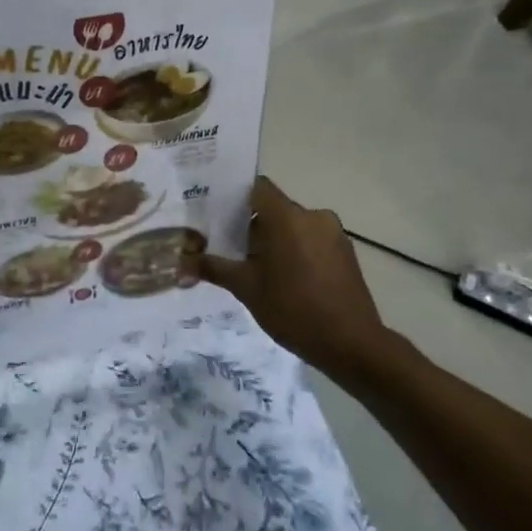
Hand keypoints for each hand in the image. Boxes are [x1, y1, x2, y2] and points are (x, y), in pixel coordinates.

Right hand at [201, 177, 390, 376]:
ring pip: (294, 227)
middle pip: (274, 209)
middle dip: (251, 226)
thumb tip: (181, 263)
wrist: (350, 343)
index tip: (216, 214)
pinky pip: (312, 241)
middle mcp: (313, 216)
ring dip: (274, 241)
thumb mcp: (247, 289)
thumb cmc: (293, 309)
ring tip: (254, 270)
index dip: (235, 197)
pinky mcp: (346, 252)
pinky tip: (285, 280)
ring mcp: (334, 234)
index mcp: (287, 217)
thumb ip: (215, 269)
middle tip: (227, 249)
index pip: (257, 187)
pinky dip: (296, 251)